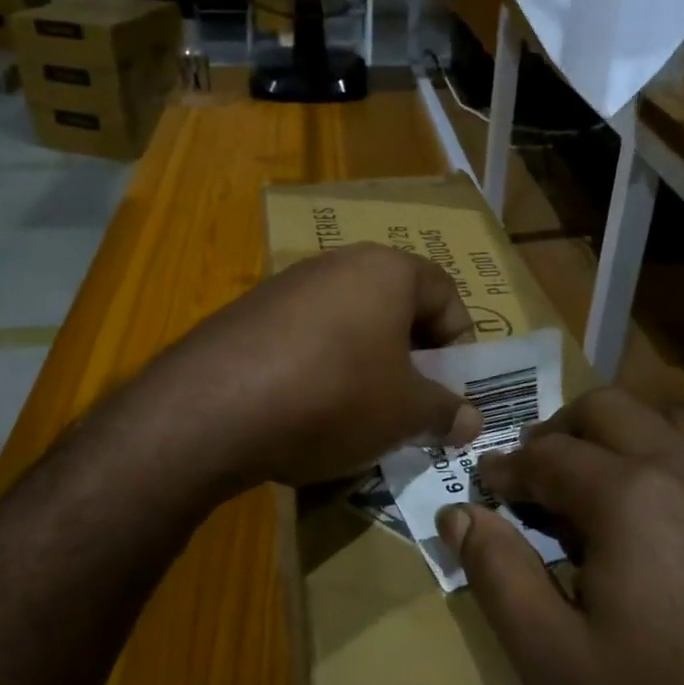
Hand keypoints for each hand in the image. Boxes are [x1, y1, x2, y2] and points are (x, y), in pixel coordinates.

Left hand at [139, 244, 482, 490]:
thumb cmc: (335, 396)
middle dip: (410, 356)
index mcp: (386, 270)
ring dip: (364, 364)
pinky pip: (303, 339)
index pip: (444, 292)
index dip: (459, 341)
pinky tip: (308, 412)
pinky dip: (319, 369)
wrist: (214, 408)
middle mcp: (335, 264)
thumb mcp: (404, 413)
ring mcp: (285, 286)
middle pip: (392, 305)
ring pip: (346, 323)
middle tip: (411, 403)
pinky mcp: (247, 315)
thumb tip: (470, 420)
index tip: (451, 388)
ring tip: (361, 415)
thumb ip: (445, 412)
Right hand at [439, 387, 683, 684]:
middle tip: (539, 469)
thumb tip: (459, 514)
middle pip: (610, 408)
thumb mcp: (555, 661)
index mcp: (628, 494)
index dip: (507, 466)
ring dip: (631, 429)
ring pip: (678, 417)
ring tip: (610, 471)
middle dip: (562, 429)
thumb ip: (497, 576)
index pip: (547, 454)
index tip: (487, 484)